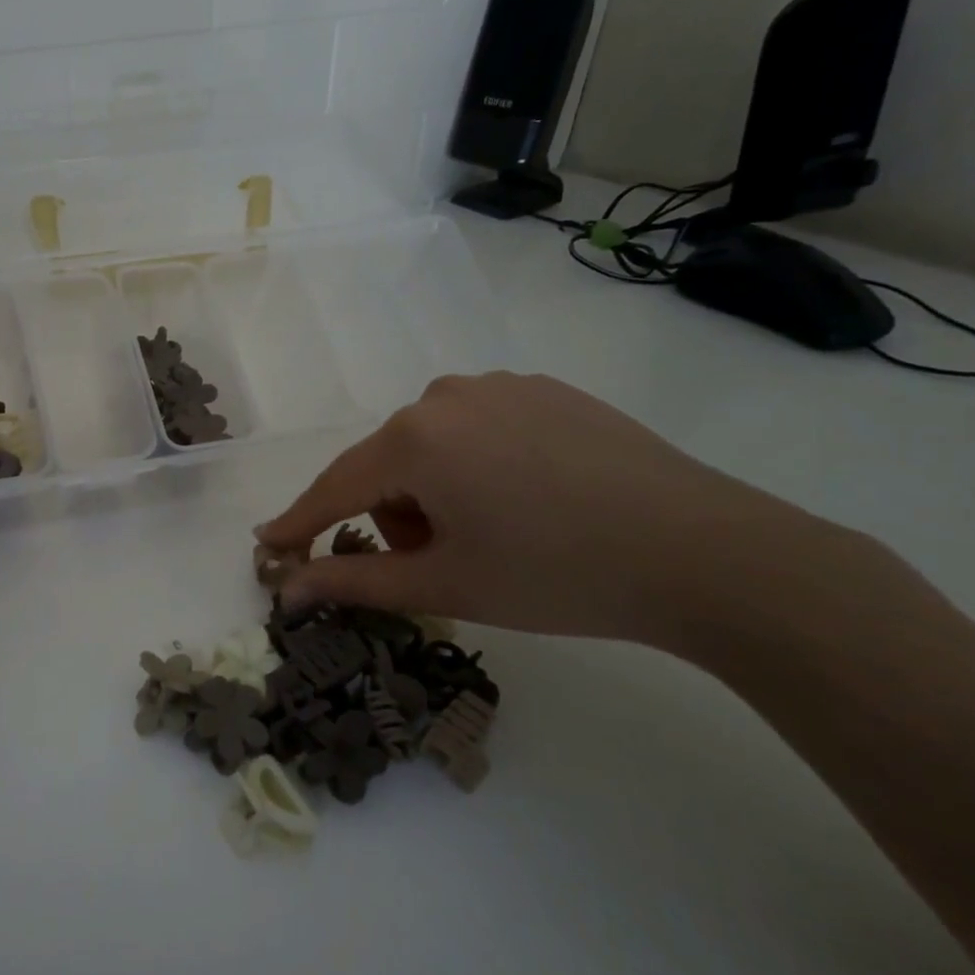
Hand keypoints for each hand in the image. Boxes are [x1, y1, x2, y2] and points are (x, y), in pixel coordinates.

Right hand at [256, 371, 819, 646]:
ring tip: (494, 531)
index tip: (267, 546)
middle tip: (445, 563)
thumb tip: (287, 589)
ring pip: (430, 445)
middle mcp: (445, 395)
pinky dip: (477, 466)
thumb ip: (354, 582)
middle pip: (386, 465)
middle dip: (395, 517)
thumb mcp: (445, 584)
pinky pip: (478, 428)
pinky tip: (531, 497)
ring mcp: (499, 385)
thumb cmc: (556, 575)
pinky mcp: (544, 390)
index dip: (299, 522)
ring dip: (435, 491)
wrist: (707, 553)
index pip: (335, 486)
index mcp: (414, 437)